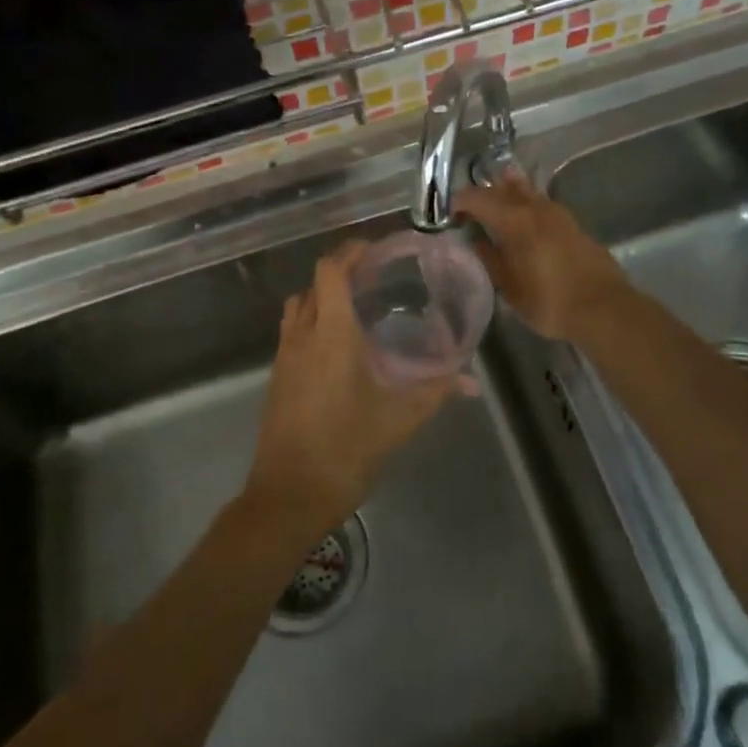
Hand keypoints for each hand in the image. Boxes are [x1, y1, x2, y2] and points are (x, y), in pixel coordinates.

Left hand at [244, 242, 463, 534]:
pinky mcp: (276, 377)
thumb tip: (471, 381)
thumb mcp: (399, 420)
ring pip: (298, 306)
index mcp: (330, 334)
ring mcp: (283, 356)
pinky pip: (292, 331)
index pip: (330, 271)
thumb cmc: (346, 450)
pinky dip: (312, 321)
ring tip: (355, 306)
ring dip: (322, 295)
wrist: (288, 496)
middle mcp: (302, 335)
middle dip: (341, 272)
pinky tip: (337, 345)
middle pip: (314, 284)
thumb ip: (435, 392)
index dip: (350, 252)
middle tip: (375, 277)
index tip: (376, 250)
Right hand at [456, 169, 629, 341]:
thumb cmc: (548, 300)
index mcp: (514, 220)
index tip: (449, 213)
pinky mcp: (573, 225)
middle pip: (504, 189)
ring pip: (527, 192)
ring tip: (496, 201)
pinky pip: (542, 205)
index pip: (478, 198)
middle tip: (470, 208)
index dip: (460, 202)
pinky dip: (528, 205)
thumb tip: (477, 242)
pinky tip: (526, 218)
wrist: (603, 307)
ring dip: (509, 193)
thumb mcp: (509, 286)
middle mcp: (535, 208)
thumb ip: (490, 259)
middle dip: (484, 194)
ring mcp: (558, 214)